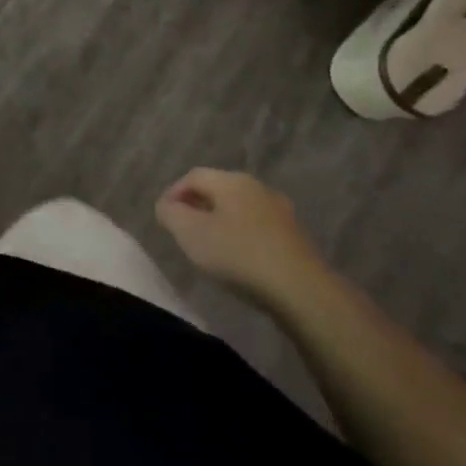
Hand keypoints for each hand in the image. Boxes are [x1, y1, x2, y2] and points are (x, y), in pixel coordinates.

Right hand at [155, 168, 321, 298]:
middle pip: (218, 190)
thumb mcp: (191, 234)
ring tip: (210, 248)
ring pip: (239, 209)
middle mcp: (257, 187)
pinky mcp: (294, 236)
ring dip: (220, 222)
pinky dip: (242, 237)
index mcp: (231, 180)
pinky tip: (239, 260)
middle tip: (183, 231)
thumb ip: (171, 214)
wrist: (301, 289)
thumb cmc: (239, 255)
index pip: (193, 176)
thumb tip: (166, 205)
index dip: (174, 193)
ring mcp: (280, 211)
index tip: (164, 217)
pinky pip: (258, 228)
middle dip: (197, 207)